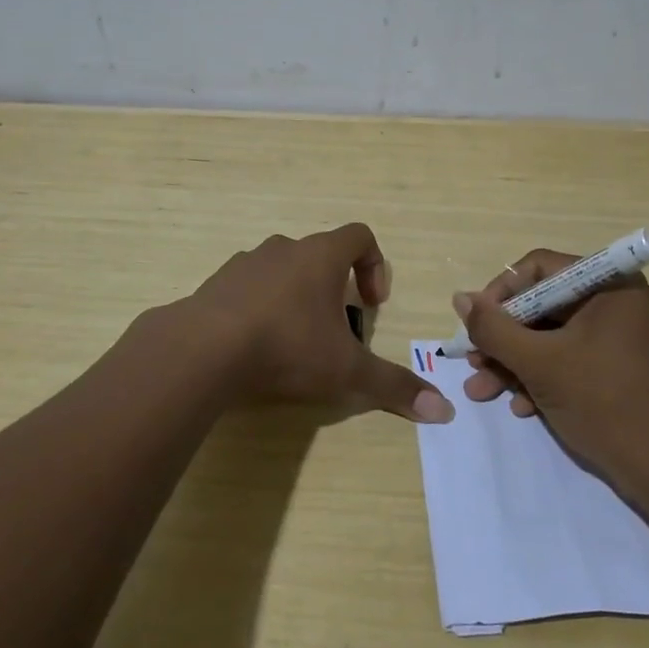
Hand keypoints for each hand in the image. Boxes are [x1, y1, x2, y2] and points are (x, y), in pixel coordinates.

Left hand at [178, 224, 454, 423]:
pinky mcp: (215, 284)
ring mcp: (245, 263)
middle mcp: (284, 249)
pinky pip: (248, 288)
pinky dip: (259, 308)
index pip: (360, 236)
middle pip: (320, 255)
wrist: (203, 350)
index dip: (375, 265)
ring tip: (294, 341)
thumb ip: (393, 387)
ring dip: (295, 297)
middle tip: (336, 330)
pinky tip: (255, 347)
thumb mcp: (346, 371)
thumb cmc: (287, 347)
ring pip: (282, 270)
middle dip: (334, 288)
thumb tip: (445, 411)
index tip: (371, 304)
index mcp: (321, 256)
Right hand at [453, 249, 648, 478]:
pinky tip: (520, 407)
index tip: (476, 324)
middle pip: (542, 305)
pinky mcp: (616, 367)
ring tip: (482, 390)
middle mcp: (616, 302)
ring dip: (514, 362)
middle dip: (503, 338)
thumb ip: (495, 329)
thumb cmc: (604, 403)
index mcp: (610, 285)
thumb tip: (459, 299)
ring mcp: (618, 336)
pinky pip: (569, 357)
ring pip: (551, 336)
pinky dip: (541, 377)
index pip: (540, 268)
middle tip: (473, 362)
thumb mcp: (540, 363)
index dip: (501, 293)